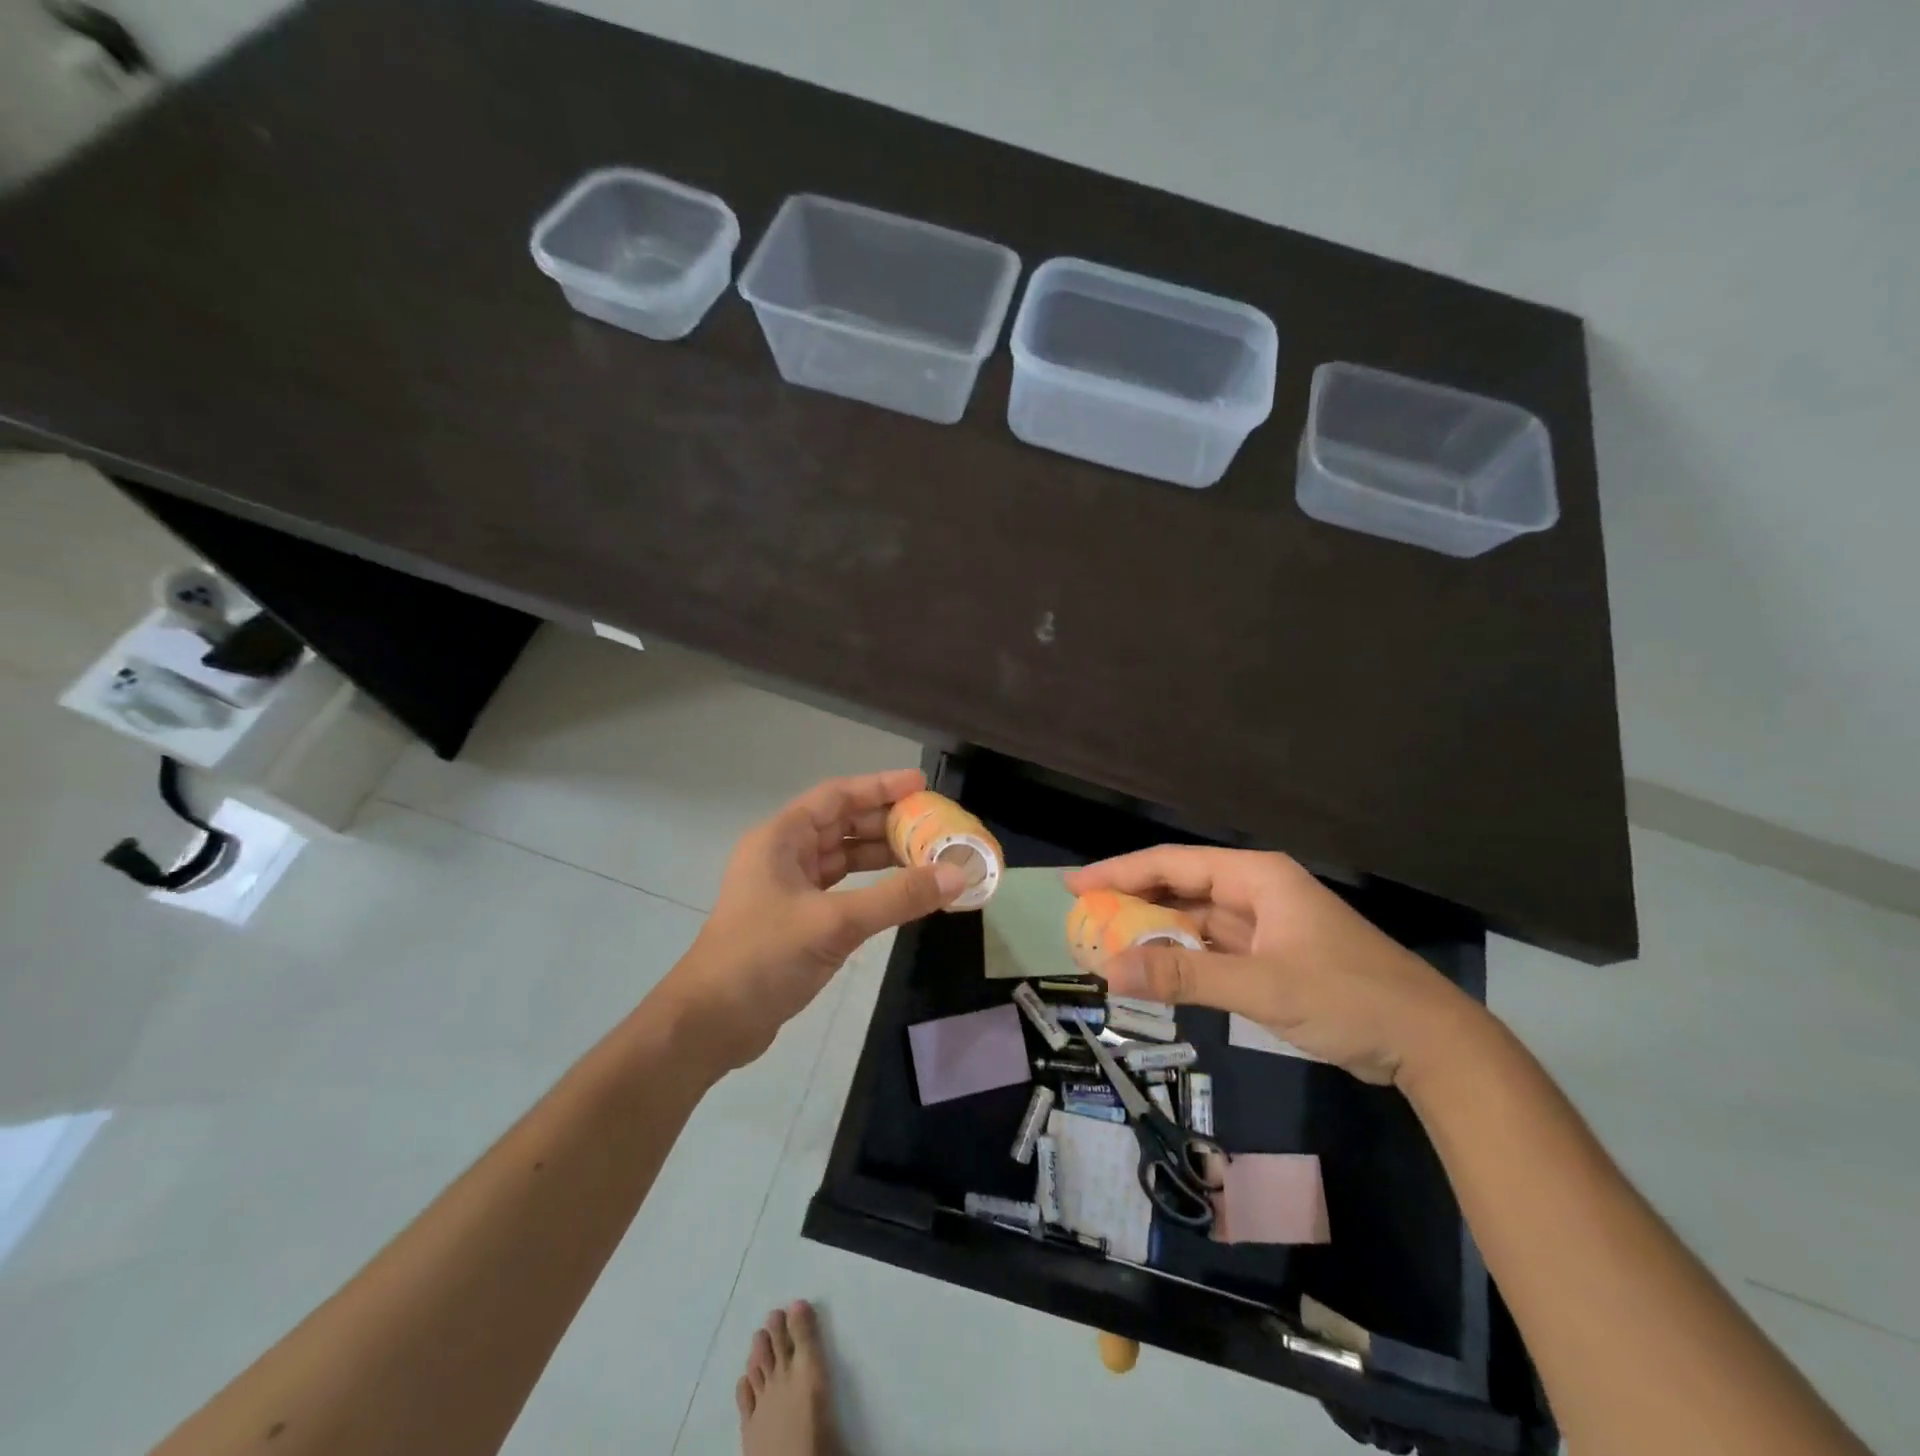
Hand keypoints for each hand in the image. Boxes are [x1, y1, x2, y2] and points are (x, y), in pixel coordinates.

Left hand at [664, 770, 967, 1071]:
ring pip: (842, 858)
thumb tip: (956, 874)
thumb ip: (897, 897)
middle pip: (842, 824)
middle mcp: (783, 855)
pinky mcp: (795, 919)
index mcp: (781, 839)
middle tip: (934, 825)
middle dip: (887, 823)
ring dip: (881, 856)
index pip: (837, 796)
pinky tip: (900, 893)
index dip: (879, 787)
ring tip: (927, 856)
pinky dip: (870, 887)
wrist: (710, 1023)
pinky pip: (841, 889)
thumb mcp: (834, 923)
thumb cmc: (763, 957)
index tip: (921, 785)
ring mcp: (788, 888)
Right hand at [1063, 847, 1484, 1086]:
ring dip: (1154, 932)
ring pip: (1194, 920)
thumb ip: (1184, 977)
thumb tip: (1108, 972)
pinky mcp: (1271, 958)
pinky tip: (1153, 970)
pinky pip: (1212, 948)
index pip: (1172, 863)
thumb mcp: (1261, 986)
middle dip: (1132, 901)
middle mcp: (1256, 892)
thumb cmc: (1348, 998)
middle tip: (1083, 918)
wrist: (1430, 1045)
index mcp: (1256, 877)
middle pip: (1180, 887)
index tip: (1076, 885)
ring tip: (1106, 944)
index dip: (1120, 872)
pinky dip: (1181, 958)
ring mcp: (1265, 926)